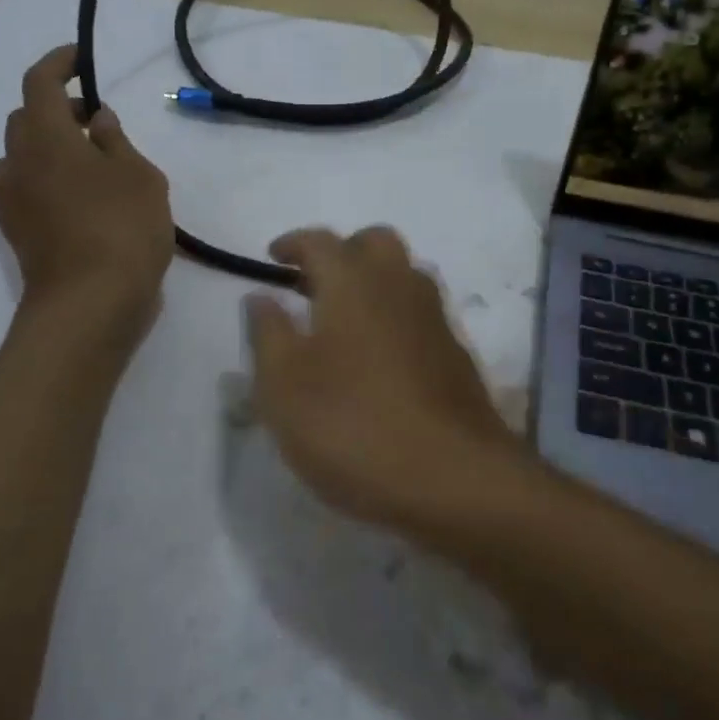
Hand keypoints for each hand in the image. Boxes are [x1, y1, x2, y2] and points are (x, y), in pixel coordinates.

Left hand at [0, 45, 172, 341]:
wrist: (91, 303)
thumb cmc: (123, 228)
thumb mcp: (139, 176)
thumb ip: (116, 141)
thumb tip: (97, 121)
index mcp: (46, 137)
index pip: (39, 83)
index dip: (58, 63)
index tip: (79, 57)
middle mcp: (18, 163)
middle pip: (23, 120)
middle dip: (55, 110)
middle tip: (95, 122)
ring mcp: (12, 202)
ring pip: (16, 159)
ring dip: (43, 150)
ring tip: (83, 165)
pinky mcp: (18, 235)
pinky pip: (23, 193)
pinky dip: (44, 184)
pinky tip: (78, 203)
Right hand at [243, 226, 520, 529]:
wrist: (453, 478)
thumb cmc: (352, 427)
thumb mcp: (283, 387)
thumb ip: (268, 333)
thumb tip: (261, 296)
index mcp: (354, 283)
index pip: (321, 241)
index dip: (293, 243)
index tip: (273, 256)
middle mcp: (400, 287)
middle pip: (375, 242)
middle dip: (342, 251)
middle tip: (313, 284)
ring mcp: (436, 320)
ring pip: (405, 275)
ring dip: (374, 281)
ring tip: (344, 320)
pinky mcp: (457, 355)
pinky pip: (422, 313)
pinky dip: (396, 316)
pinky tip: (380, 358)